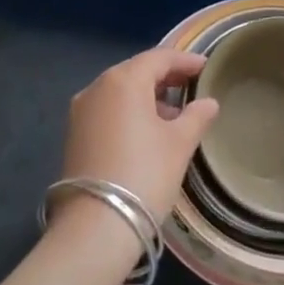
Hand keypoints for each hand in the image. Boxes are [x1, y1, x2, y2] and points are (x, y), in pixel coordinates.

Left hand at [56, 47, 216, 225]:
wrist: (96, 226)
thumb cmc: (145, 174)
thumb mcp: (179, 144)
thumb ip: (196, 116)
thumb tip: (209, 102)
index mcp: (123, 80)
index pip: (159, 58)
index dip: (185, 60)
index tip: (206, 67)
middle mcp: (97, 87)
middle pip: (136, 71)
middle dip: (165, 76)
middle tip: (192, 85)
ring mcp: (81, 111)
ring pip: (120, 91)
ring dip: (147, 96)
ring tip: (174, 113)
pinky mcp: (74, 134)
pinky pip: (108, 110)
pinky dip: (129, 112)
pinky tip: (148, 131)